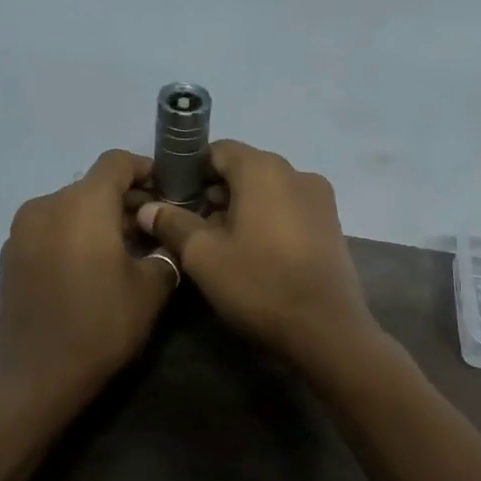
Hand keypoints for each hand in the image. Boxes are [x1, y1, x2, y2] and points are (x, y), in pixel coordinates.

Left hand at [0, 150, 177, 403]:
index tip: (168, 192)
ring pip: (70, 209)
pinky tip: (90, 270)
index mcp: (82, 204)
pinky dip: (73, 237)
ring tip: (123, 252)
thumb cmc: (101, 326)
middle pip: (92, 186)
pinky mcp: (9, 257)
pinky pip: (50, 231)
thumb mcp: (150, 290)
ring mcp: (21, 231)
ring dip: (98, 221)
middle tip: (153, 229)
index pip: (117, 162)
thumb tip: (164, 239)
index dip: (146, 169)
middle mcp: (46, 205)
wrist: (35, 377)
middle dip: (125, 201)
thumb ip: (164, 252)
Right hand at [136, 141, 379, 368]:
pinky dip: (266, 222)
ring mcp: (320, 199)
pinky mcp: (331, 225)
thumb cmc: (259, 283)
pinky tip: (252, 254)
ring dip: (239, 210)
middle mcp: (297, 172)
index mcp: (264, 168)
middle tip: (189, 229)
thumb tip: (148, 208)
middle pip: (244, 170)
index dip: (189, 172)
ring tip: (218, 246)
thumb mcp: (204, 256)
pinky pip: (288, 210)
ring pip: (267, 192)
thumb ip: (174, 224)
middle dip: (214, 194)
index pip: (217, 151)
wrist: (326, 329)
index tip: (171, 200)